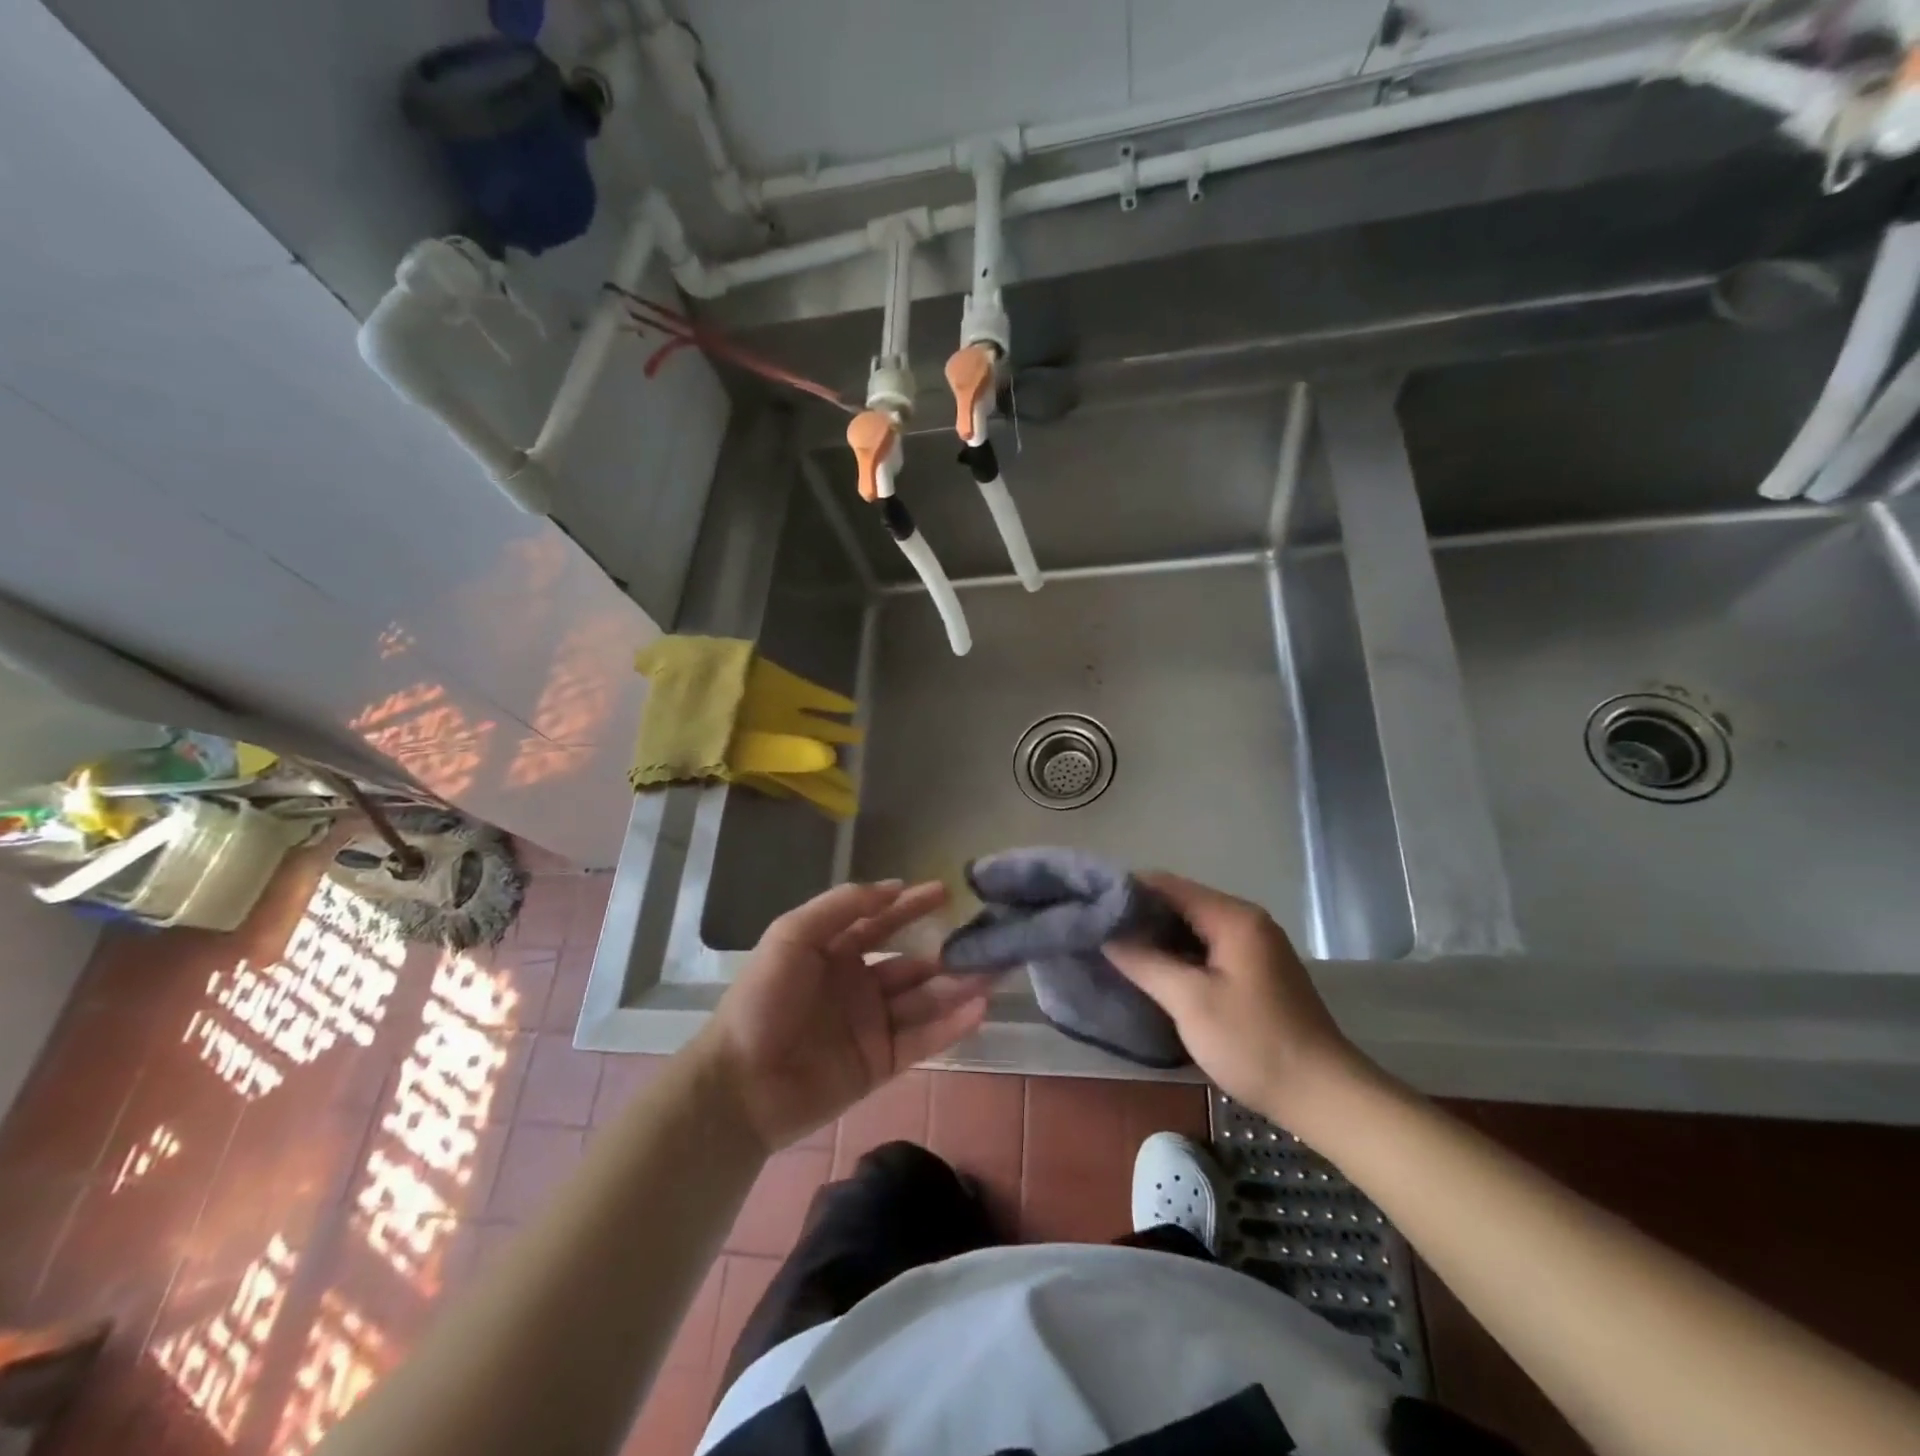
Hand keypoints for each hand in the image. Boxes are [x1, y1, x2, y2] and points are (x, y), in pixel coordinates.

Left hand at [698, 879, 988, 1153]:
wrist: (741, 1086)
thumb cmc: (763, 1001)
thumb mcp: (792, 937)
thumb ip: (840, 907)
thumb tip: (892, 886)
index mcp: (834, 952)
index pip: (881, 921)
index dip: (912, 905)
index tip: (947, 891)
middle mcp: (858, 984)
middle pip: (912, 962)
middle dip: (948, 950)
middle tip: (988, 938)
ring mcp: (871, 1025)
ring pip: (924, 1000)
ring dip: (959, 985)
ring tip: (997, 971)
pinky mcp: (880, 1063)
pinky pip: (922, 1040)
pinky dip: (951, 1026)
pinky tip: (980, 1009)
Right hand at [1106, 873, 1371, 1126]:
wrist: (1325, 1096)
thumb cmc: (1254, 1043)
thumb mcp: (1190, 1001)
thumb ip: (1145, 962)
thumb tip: (1106, 935)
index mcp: (1233, 918)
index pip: (1167, 885)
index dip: (1127, 892)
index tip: (1089, 906)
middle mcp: (1245, 921)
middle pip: (1180, 903)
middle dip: (1139, 916)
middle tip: (1096, 931)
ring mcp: (1253, 947)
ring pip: (1192, 928)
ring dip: (1156, 937)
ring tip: (1114, 950)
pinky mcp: (1255, 972)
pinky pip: (1206, 949)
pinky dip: (1178, 955)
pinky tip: (1151, 972)